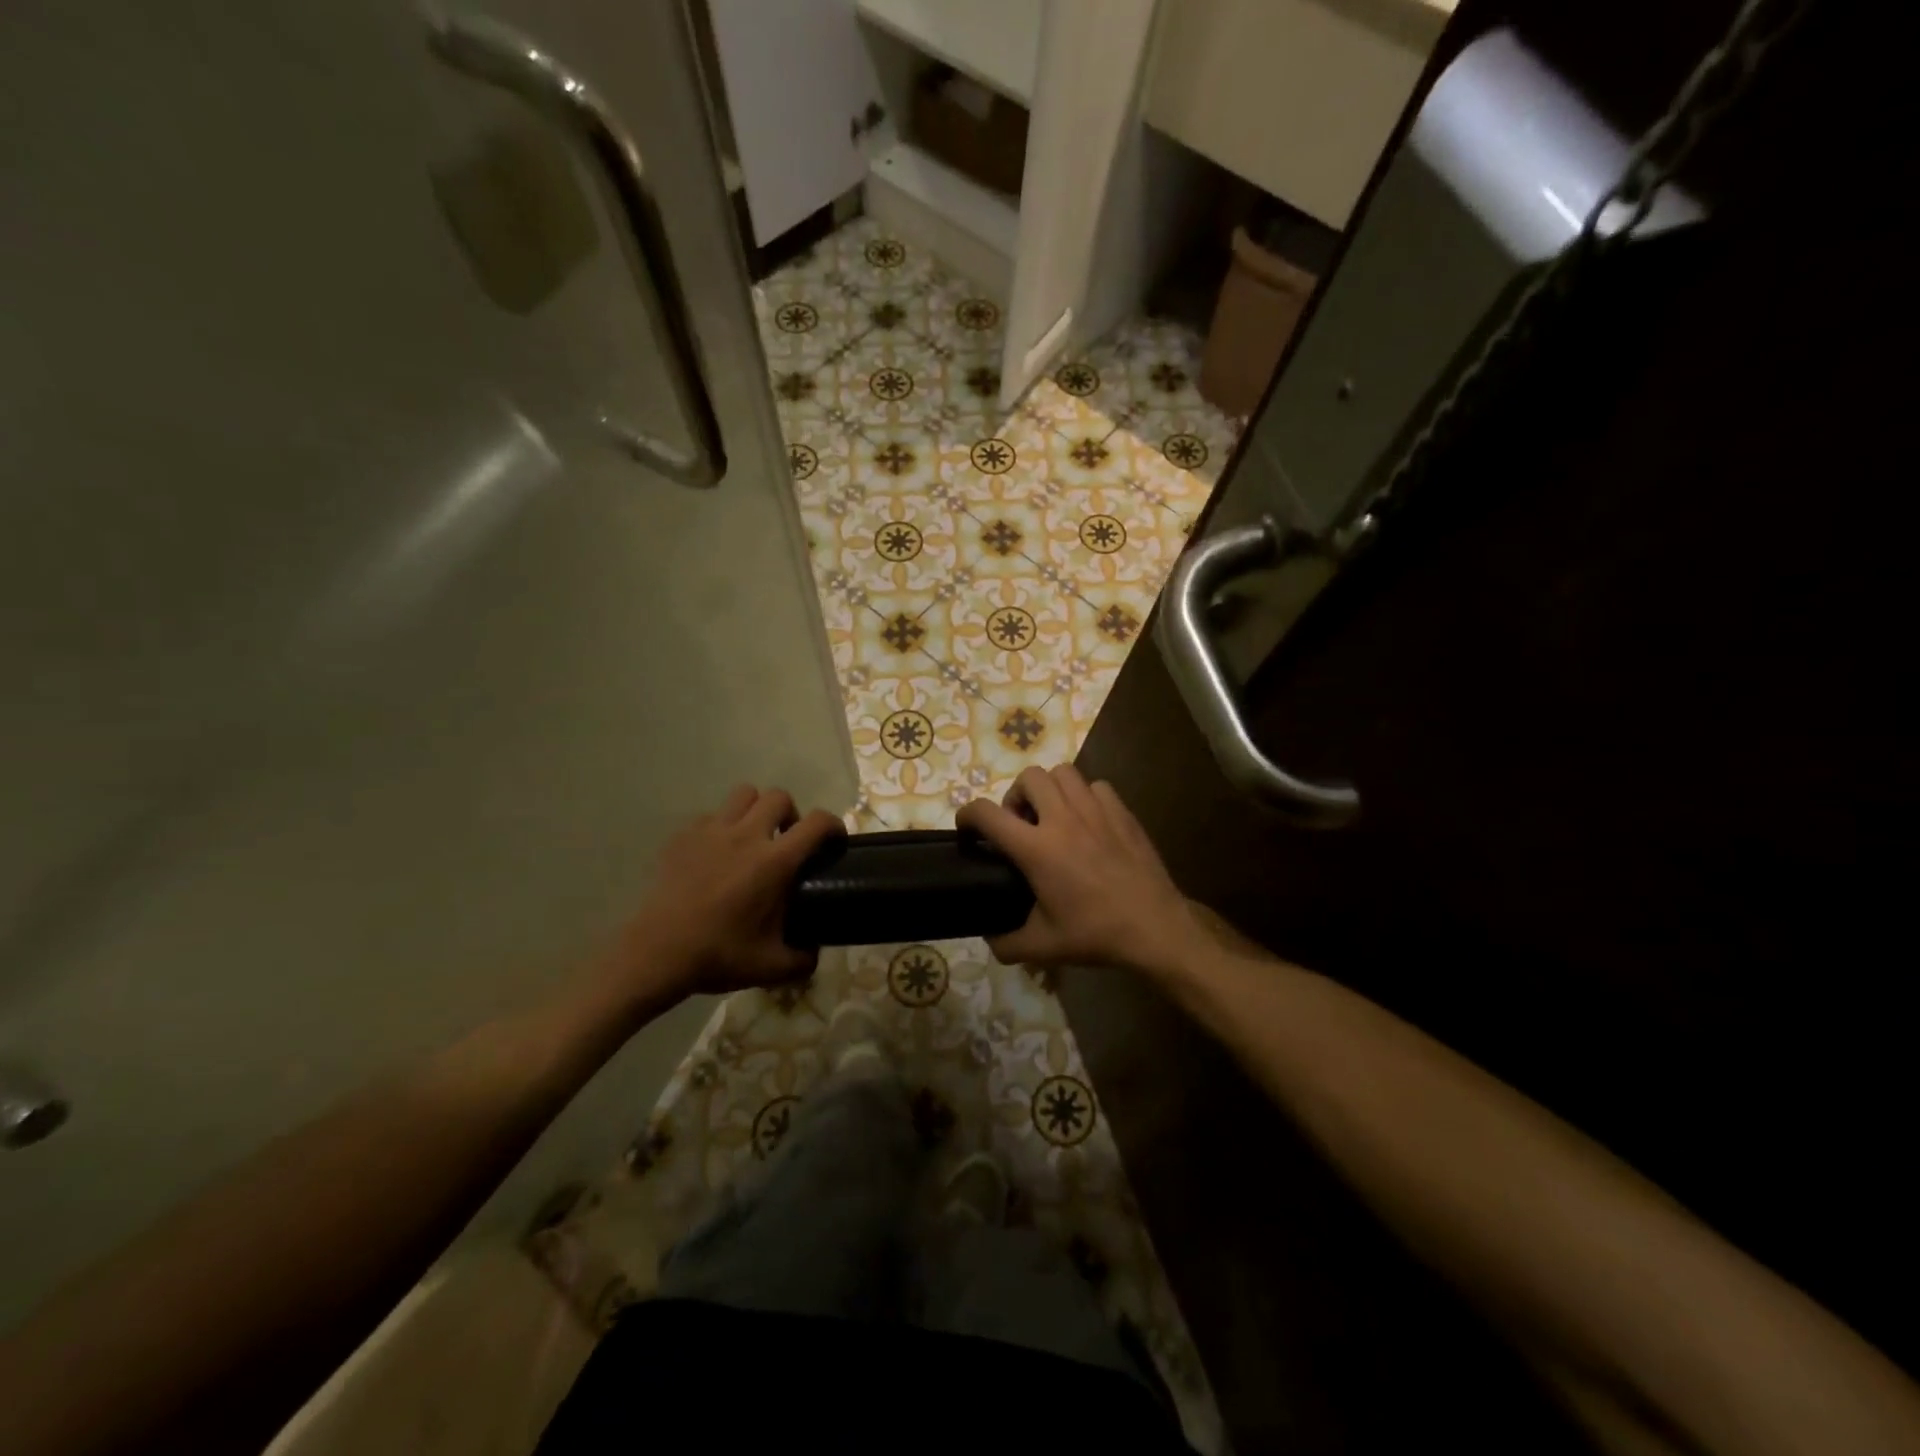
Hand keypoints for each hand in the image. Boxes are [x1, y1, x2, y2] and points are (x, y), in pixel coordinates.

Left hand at [620, 785, 843, 996]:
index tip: (834, 840)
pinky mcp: (683, 836)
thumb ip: (803, 958)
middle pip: (779, 797)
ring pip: (743, 794)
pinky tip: (717, 853)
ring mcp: (711, 831)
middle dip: (791, 814)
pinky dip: (721, 826)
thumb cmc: (717, 956)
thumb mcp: (771, 967)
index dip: (833, 825)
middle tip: (787, 841)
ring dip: (756, 810)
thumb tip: (814, 952)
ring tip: (753, 836)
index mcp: (774, 862)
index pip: (817, 823)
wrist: (656, 954)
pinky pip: (711, 815)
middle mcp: (746, 836)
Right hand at [956, 765, 1200, 973]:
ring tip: (1053, 816)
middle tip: (1020, 823)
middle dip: (1016, 795)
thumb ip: (1006, 943)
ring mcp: (1096, 810)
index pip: (988, 813)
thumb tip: (989, 938)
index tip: (967, 827)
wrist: (1154, 927)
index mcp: (1036, 848)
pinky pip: (1096, 786)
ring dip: (1050, 789)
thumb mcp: (1043, 947)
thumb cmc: (1095, 934)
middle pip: (1029, 777)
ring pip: (1063, 773)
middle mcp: (1063, 819)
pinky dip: (1085, 796)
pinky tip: (1088, 821)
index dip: (968, 814)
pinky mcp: (1122, 812)